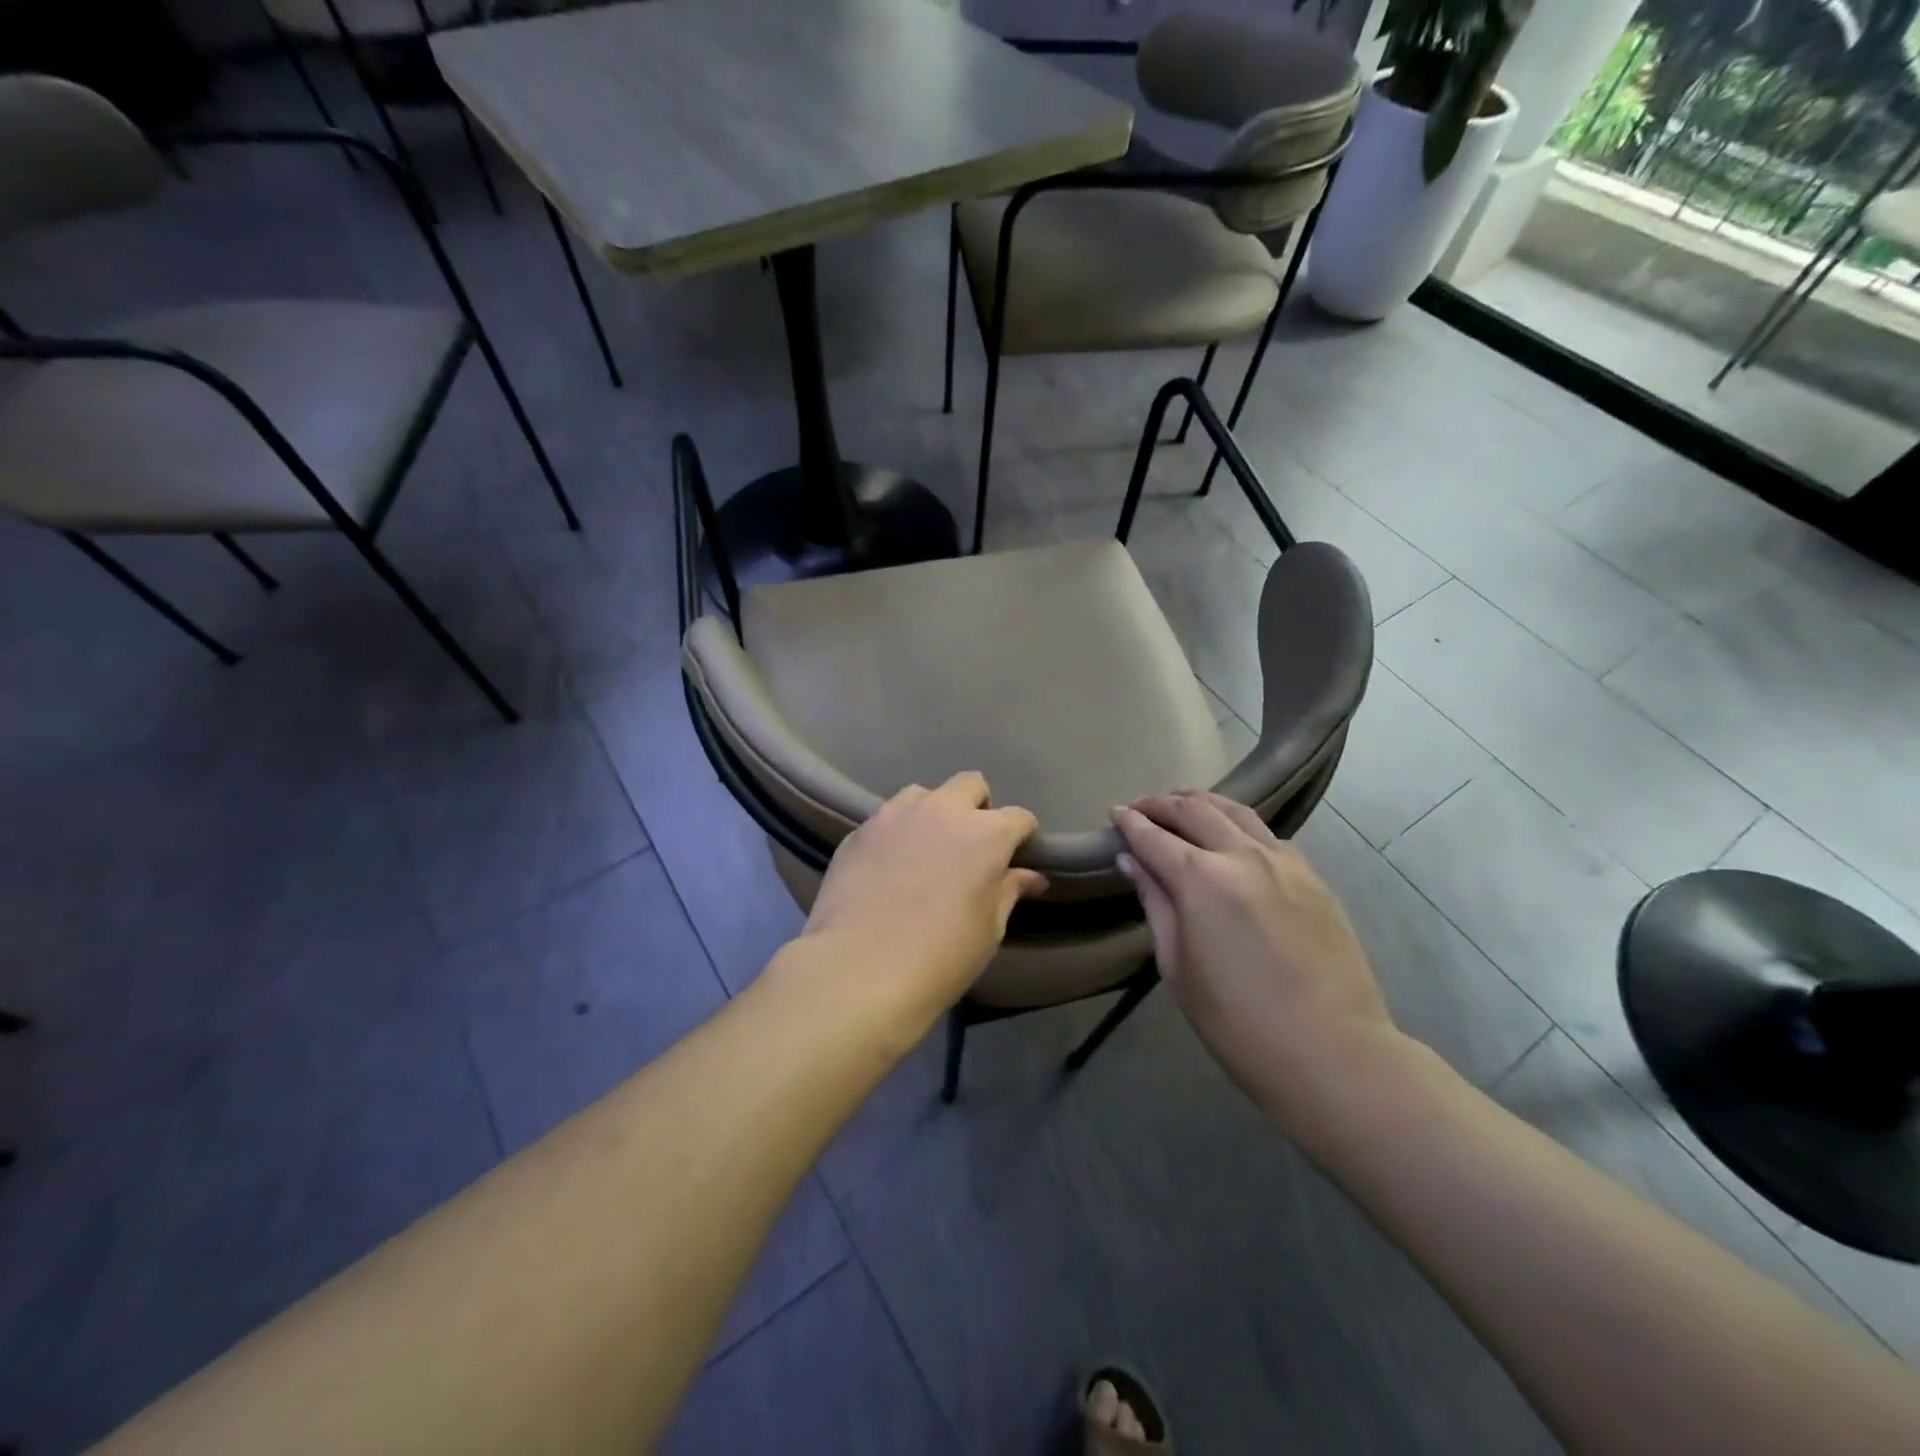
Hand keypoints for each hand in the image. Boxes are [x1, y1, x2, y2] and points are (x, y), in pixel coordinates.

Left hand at [798, 772, 1046, 1029]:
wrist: (858, 969)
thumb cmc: (940, 957)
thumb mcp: (988, 931)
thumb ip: (1008, 892)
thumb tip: (1030, 877)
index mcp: (985, 834)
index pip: (1019, 817)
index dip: (1023, 835)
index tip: (1018, 854)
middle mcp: (942, 811)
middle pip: (970, 784)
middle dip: (978, 807)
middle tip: (971, 844)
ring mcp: (896, 815)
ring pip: (923, 794)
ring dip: (933, 813)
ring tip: (926, 847)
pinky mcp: (860, 830)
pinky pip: (887, 817)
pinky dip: (897, 832)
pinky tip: (890, 864)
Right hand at [1111, 791, 1396, 1128]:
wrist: (1331, 1051)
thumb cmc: (1236, 1021)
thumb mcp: (1177, 966)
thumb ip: (1155, 903)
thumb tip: (1131, 861)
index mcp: (1201, 880)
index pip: (1154, 836)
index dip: (1130, 822)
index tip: (1114, 813)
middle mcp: (1242, 855)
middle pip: (1194, 810)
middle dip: (1161, 803)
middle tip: (1141, 808)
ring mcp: (1284, 862)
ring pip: (1236, 811)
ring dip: (1202, 803)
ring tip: (1182, 806)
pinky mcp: (1313, 877)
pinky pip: (1268, 834)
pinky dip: (1240, 824)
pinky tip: (1233, 837)